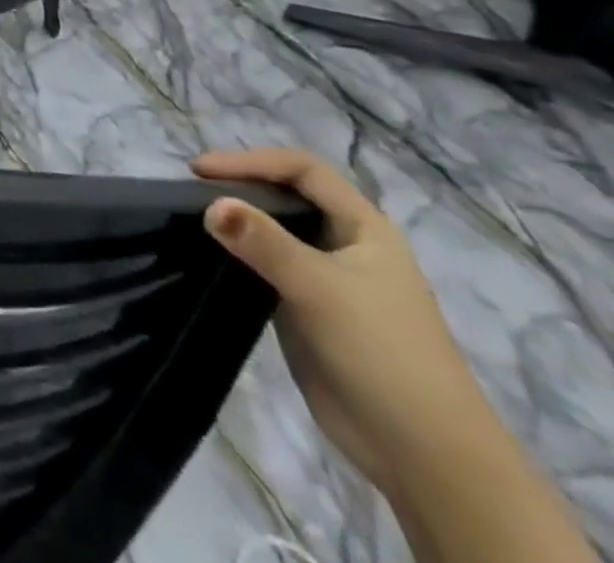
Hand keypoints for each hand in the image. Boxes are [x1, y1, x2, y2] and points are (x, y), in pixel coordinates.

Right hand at [191, 148, 488, 493]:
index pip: (303, 170)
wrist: (423, 453)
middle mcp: (346, 245)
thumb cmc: (382, 352)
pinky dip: (237, 252)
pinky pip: (265, 265)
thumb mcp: (320, 288)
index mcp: (365, 229)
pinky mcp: (307, 308)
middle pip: (287, 195)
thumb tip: (210, 203)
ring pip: (274, 231)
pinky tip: (210, 255)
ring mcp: (327, 279)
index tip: (201, 171)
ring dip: (236, 220)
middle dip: (240, 186)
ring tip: (191, 217)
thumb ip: (263, 242)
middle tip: (190, 190)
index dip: (252, 161)